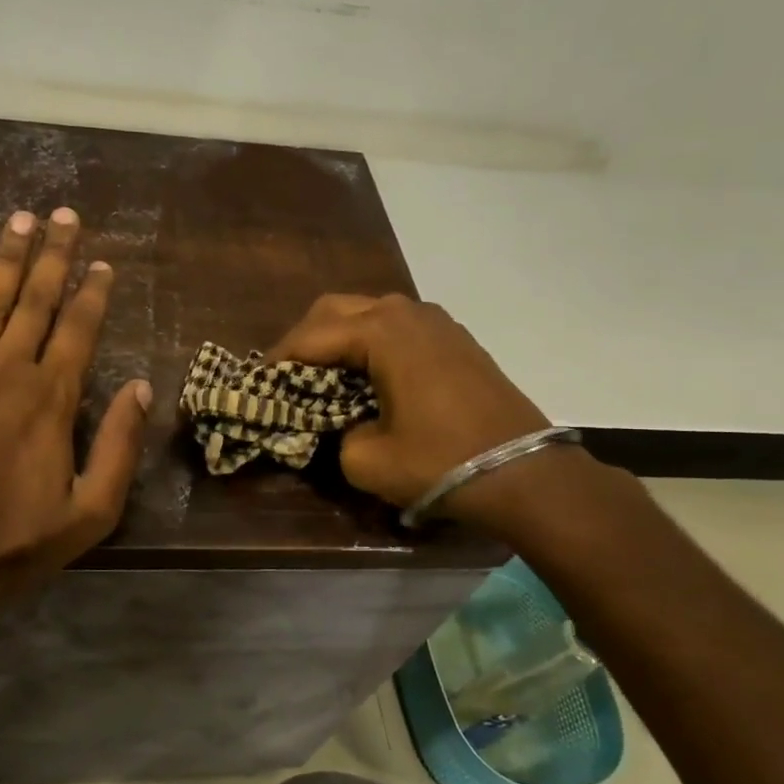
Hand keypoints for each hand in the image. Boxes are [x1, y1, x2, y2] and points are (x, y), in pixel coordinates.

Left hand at [0, 207, 150, 621]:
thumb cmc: (9, 545)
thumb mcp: (88, 514)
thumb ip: (119, 447)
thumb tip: (143, 388)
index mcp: (51, 400)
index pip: (79, 330)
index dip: (93, 292)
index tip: (103, 261)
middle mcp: (8, 373)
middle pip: (36, 302)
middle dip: (54, 255)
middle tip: (63, 213)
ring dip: (6, 259)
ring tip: (20, 219)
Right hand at [270, 294, 549, 514]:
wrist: (526, 474)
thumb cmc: (440, 462)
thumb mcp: (366, 460)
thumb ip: (335, 435)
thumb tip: (337, 425)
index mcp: (380, 333)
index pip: (311, 336)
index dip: (278, 360)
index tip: (258, 383)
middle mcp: (406, 313)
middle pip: (337, 308)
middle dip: (306, 338)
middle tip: (288, 374)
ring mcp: (437, 322)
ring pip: (370, 312)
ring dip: (340, 336)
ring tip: (324, 374)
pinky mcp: (456, 339)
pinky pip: (399, 327)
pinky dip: (372, 342)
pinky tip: (368, 375)